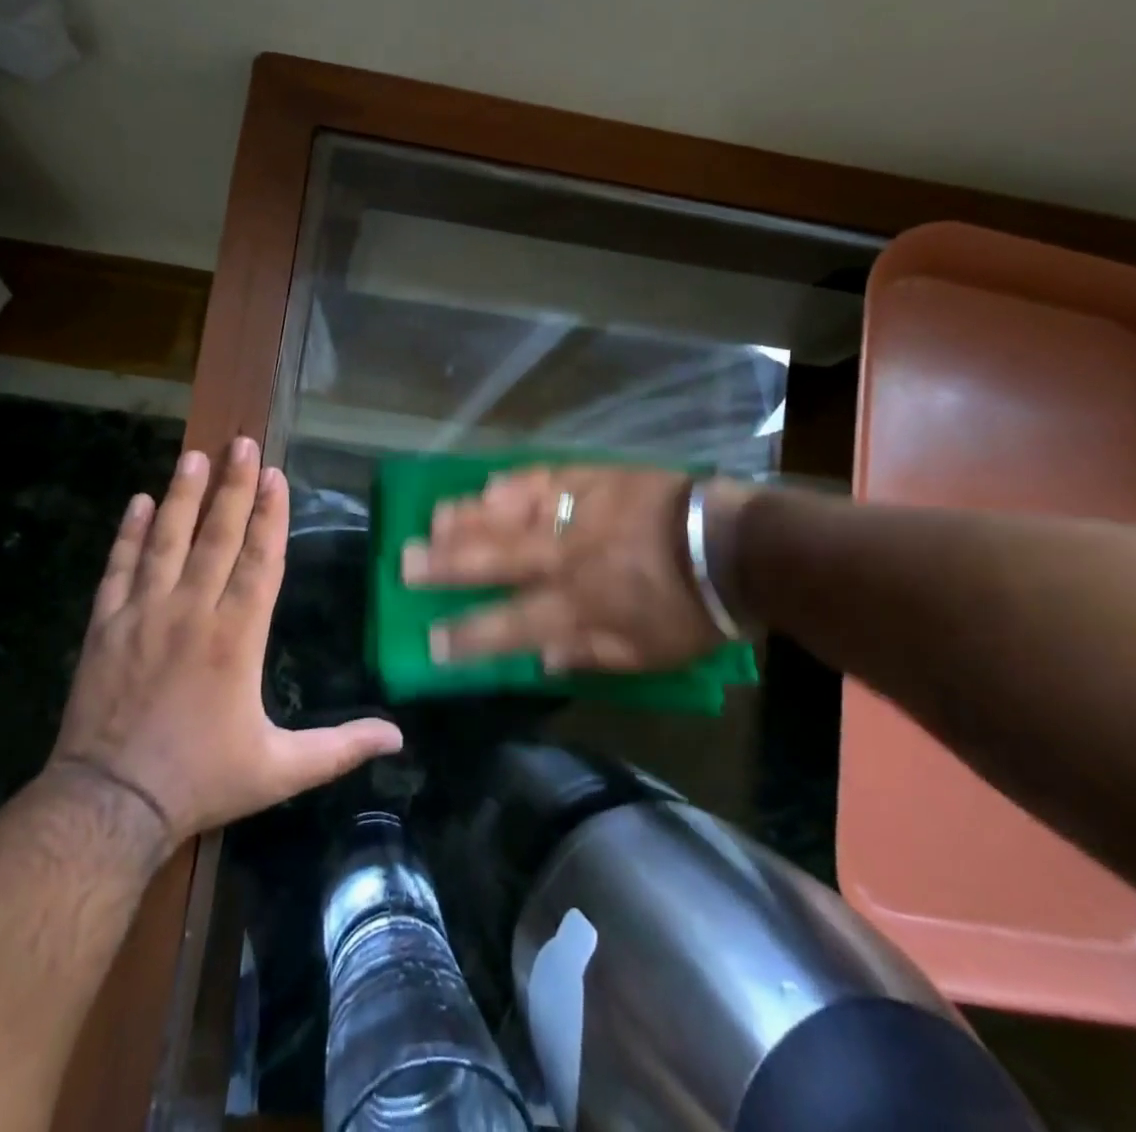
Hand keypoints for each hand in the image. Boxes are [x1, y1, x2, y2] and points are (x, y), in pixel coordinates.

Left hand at [50, 437, 402, 848]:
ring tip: (194, 457)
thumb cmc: (200, 780)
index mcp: (237, 636)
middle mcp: (192, 612)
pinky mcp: (105, 627)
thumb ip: (340, 748)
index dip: (270, 514)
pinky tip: (136, 503)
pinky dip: (128, 534)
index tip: (275, 474)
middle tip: (241, 442)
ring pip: (166, 541)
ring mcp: (144, 614)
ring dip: (182, 496)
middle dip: (233, 486)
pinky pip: (118, 568)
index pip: (260, 560)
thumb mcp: (280, 771)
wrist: (109, 806)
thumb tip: (399, 738)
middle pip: (217, 536)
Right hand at [401, 465, 744, 672]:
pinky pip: (544, 479)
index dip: (466, 636)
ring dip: (468, 518)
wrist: (731, 544)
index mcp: (578, 606)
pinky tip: (487, 483)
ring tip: (431, 519)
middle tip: (405, 563)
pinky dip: (513, 484)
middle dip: (446, 565)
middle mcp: (564, 558)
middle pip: (494, 561)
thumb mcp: (646, 654)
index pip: (509, 625)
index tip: (430, 641)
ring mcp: (576, 514)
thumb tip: (540, 656)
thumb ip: (589, 654)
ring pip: (510, 515)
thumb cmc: (690, 610)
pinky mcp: (593, 480)